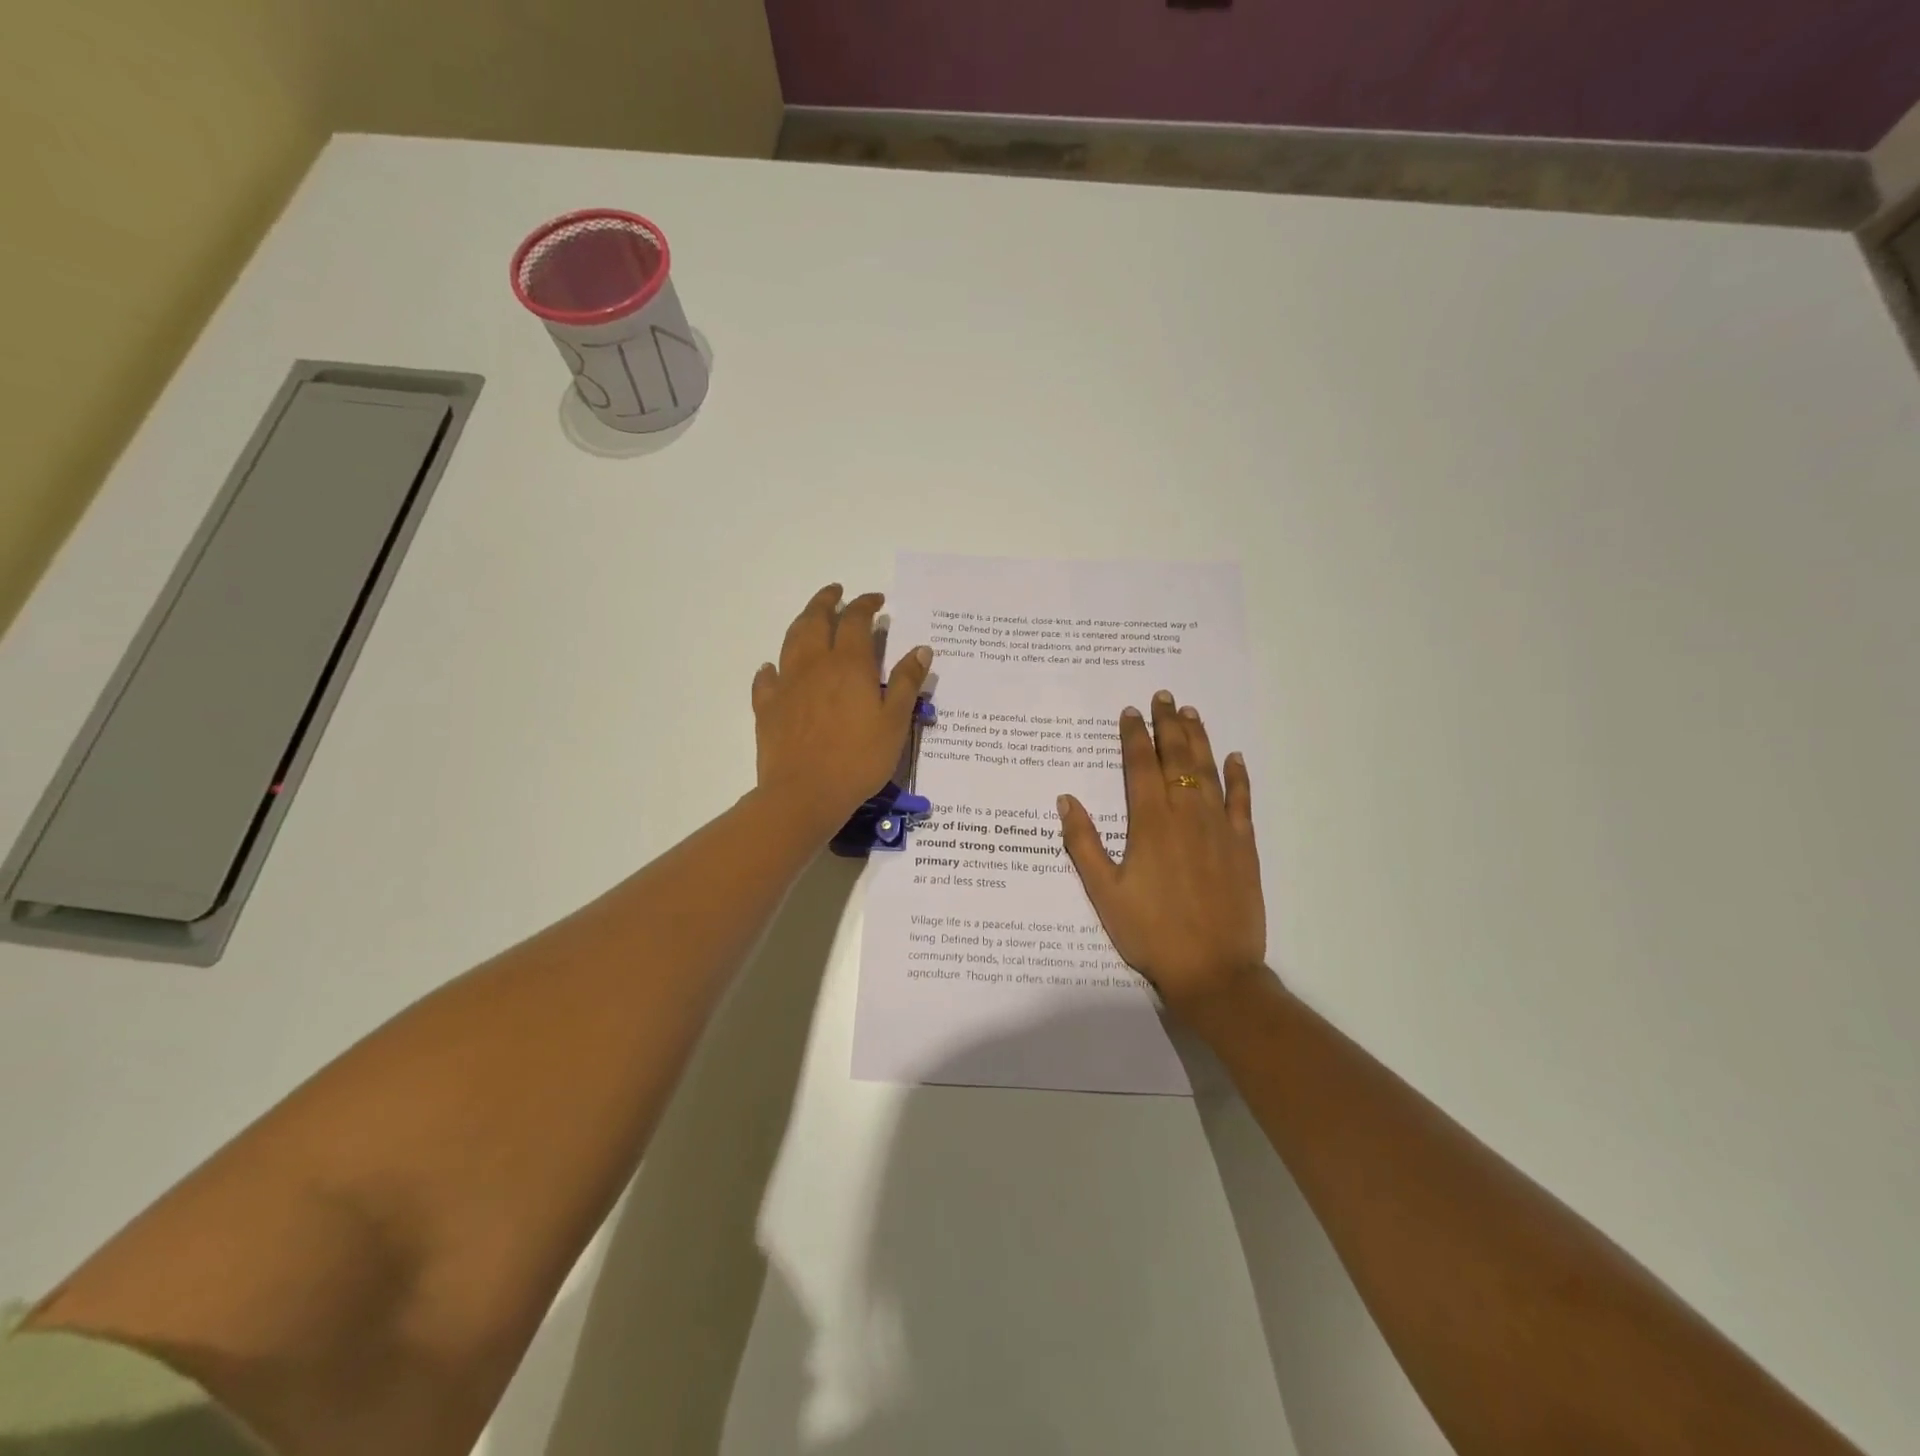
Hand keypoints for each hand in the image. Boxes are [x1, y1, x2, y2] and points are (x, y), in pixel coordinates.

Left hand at [752, 584, 933, 838]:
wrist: (805, 793)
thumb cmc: (859, 759)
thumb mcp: (895, 722)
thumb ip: (907, 683)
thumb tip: (921, 648)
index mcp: (849, 665)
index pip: (857, 621)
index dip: (866, 605)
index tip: (876, 600)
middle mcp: (814, 665)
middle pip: (816, 620)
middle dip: (827, 601)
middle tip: (836, 592)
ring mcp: (787, 685)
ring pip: (791, 641)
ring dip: (802, 623)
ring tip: (811, 617)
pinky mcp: (767, 708)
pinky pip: (766, 679)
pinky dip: (771, 667)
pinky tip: (773, 668)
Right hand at [1057, 690, 1267, 1018]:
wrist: (1212, 970)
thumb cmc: (1150, 932)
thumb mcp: (1103, 892)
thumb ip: (1084, 843)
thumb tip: (1066, 800)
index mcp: (1150, 823)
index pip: (1140, 766)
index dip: (1134, 736)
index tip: (1130, 712)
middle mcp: (1186, 814)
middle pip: (1177, 758)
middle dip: (1168, 724)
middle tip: (1164, 696)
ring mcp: (1219, 828)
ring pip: (1209, 770)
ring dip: (1199, 738)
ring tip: (1191, 712)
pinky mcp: (1243, 845)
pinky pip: (1243, 801)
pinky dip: (1239, 776)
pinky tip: (1235, 757)